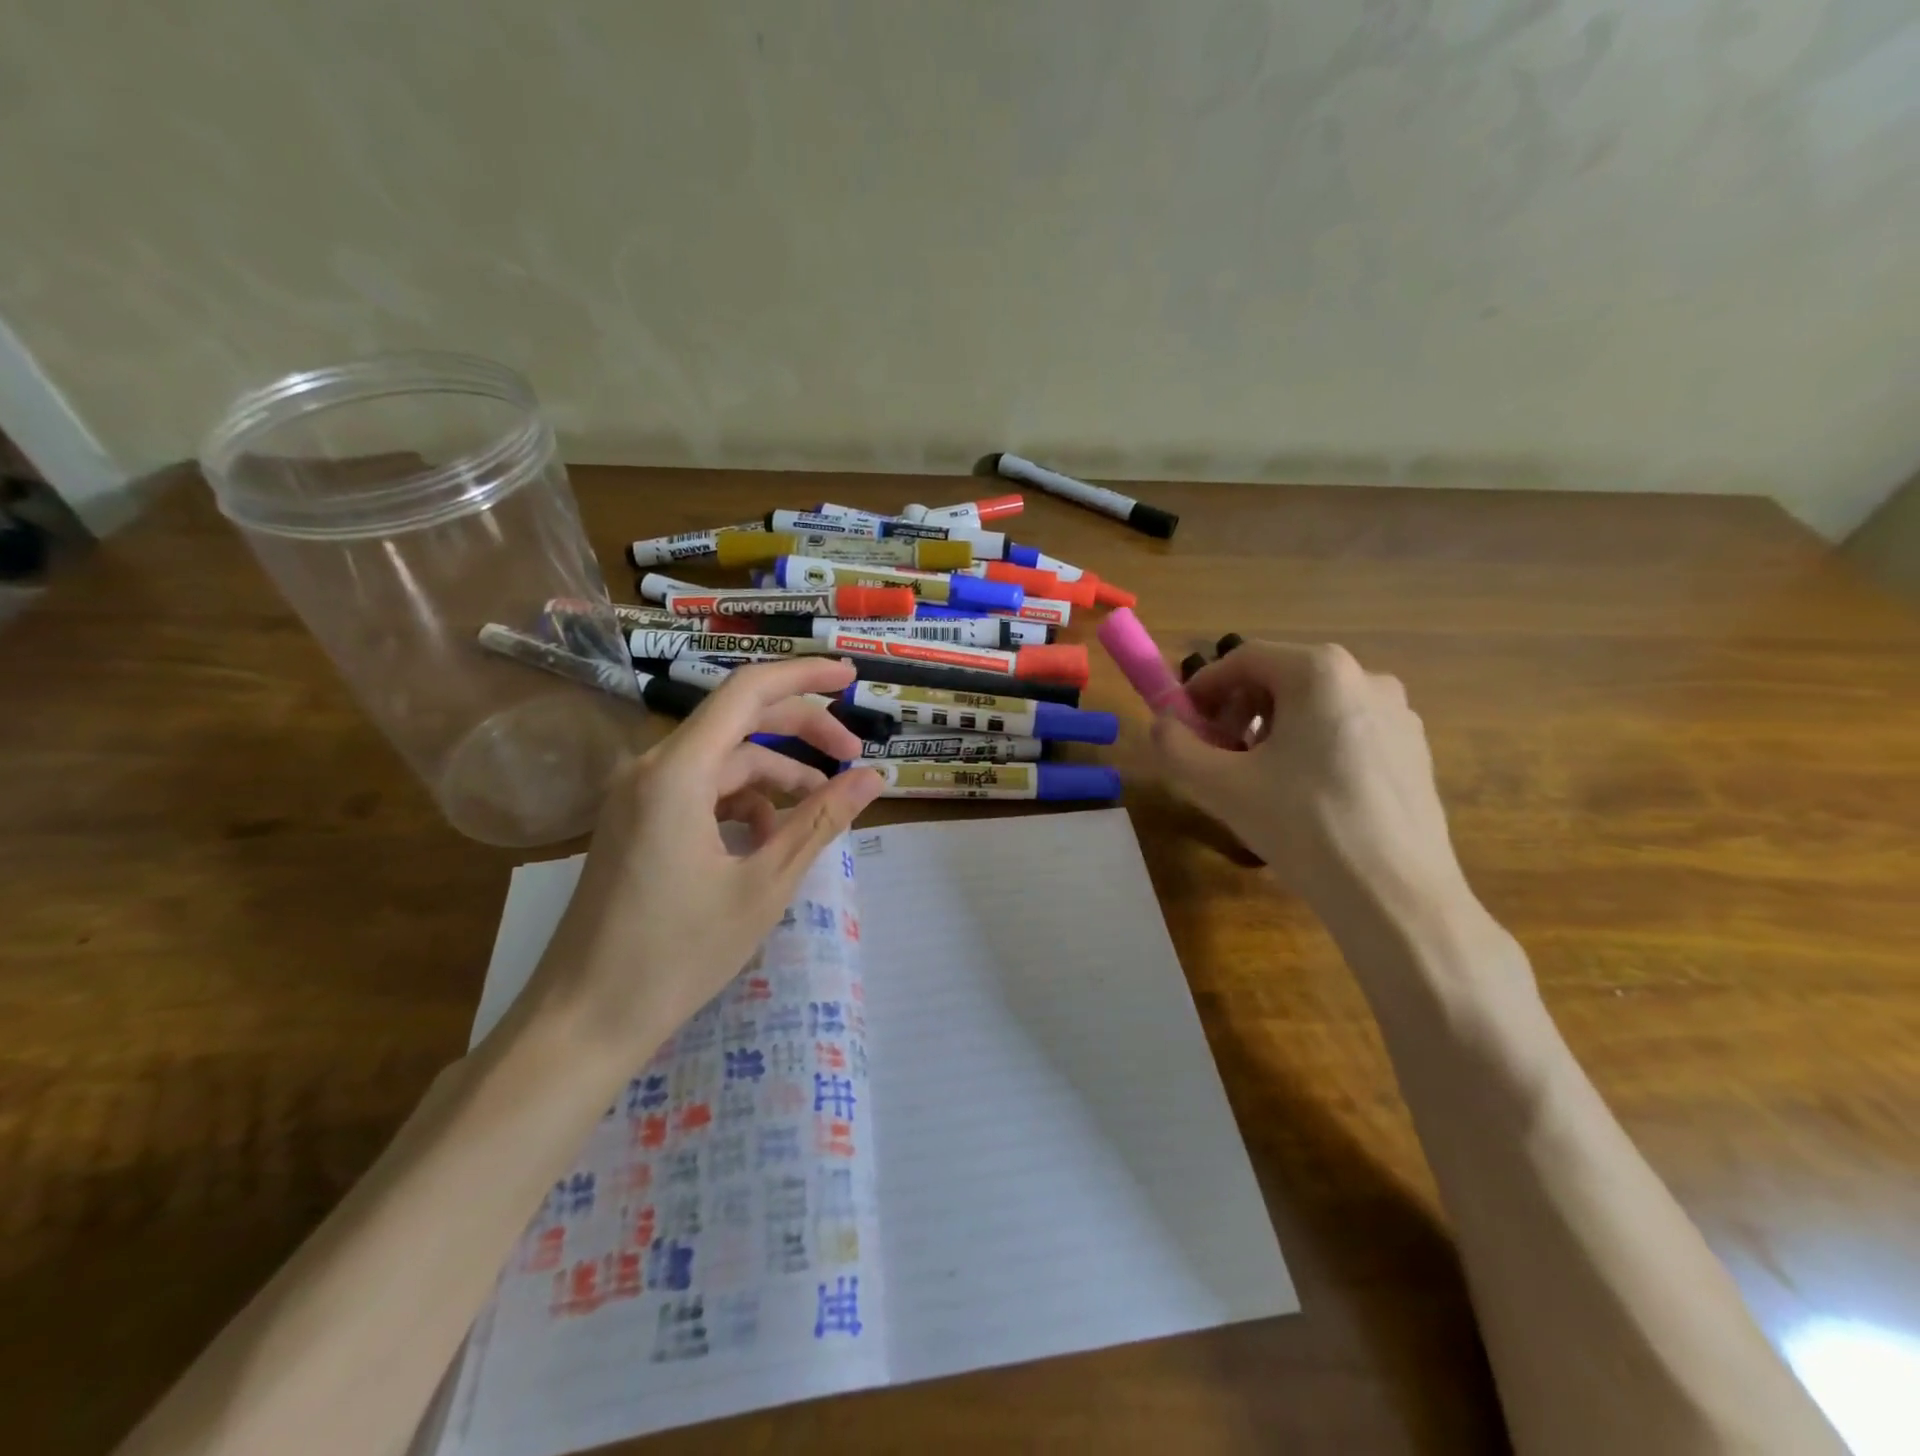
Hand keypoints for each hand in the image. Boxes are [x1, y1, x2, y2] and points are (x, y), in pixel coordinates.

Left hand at [526, 659, 883, 1061]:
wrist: (583, 1022)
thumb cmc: (677, 955)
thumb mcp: (764, 884)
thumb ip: (821, 821)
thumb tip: (873, 778)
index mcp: (677, 772)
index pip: (747, 692)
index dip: (804, 676)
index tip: (851, 677)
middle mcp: (650, 769)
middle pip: (739, 724)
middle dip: (801, 734)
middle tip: (853, 761)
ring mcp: (637, 796)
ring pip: (722, 763)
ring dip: (775, 779)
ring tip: (815, 818)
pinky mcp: (635, 823)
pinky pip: (700, 792)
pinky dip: (741, 805)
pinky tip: (766, 843)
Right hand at [1151, 643, 1471, 924]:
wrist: (1395, 895)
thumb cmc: (1302, 825)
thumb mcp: (1219, 785)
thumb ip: (1175, 746)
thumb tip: (1162, 724)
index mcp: (1320, 672)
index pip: (1244, 658)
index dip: (1203, 686)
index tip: (1182, 721)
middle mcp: (1366, 678)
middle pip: (1281, 679)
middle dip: (1238, 710)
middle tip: (1216, 754)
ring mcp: (1398, 715)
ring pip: (1315, 707)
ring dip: (1273, 730)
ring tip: (1257, 778)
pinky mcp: (1414, 751)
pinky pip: (1346, 732)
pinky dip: (1312, 748)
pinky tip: (1304, 796)